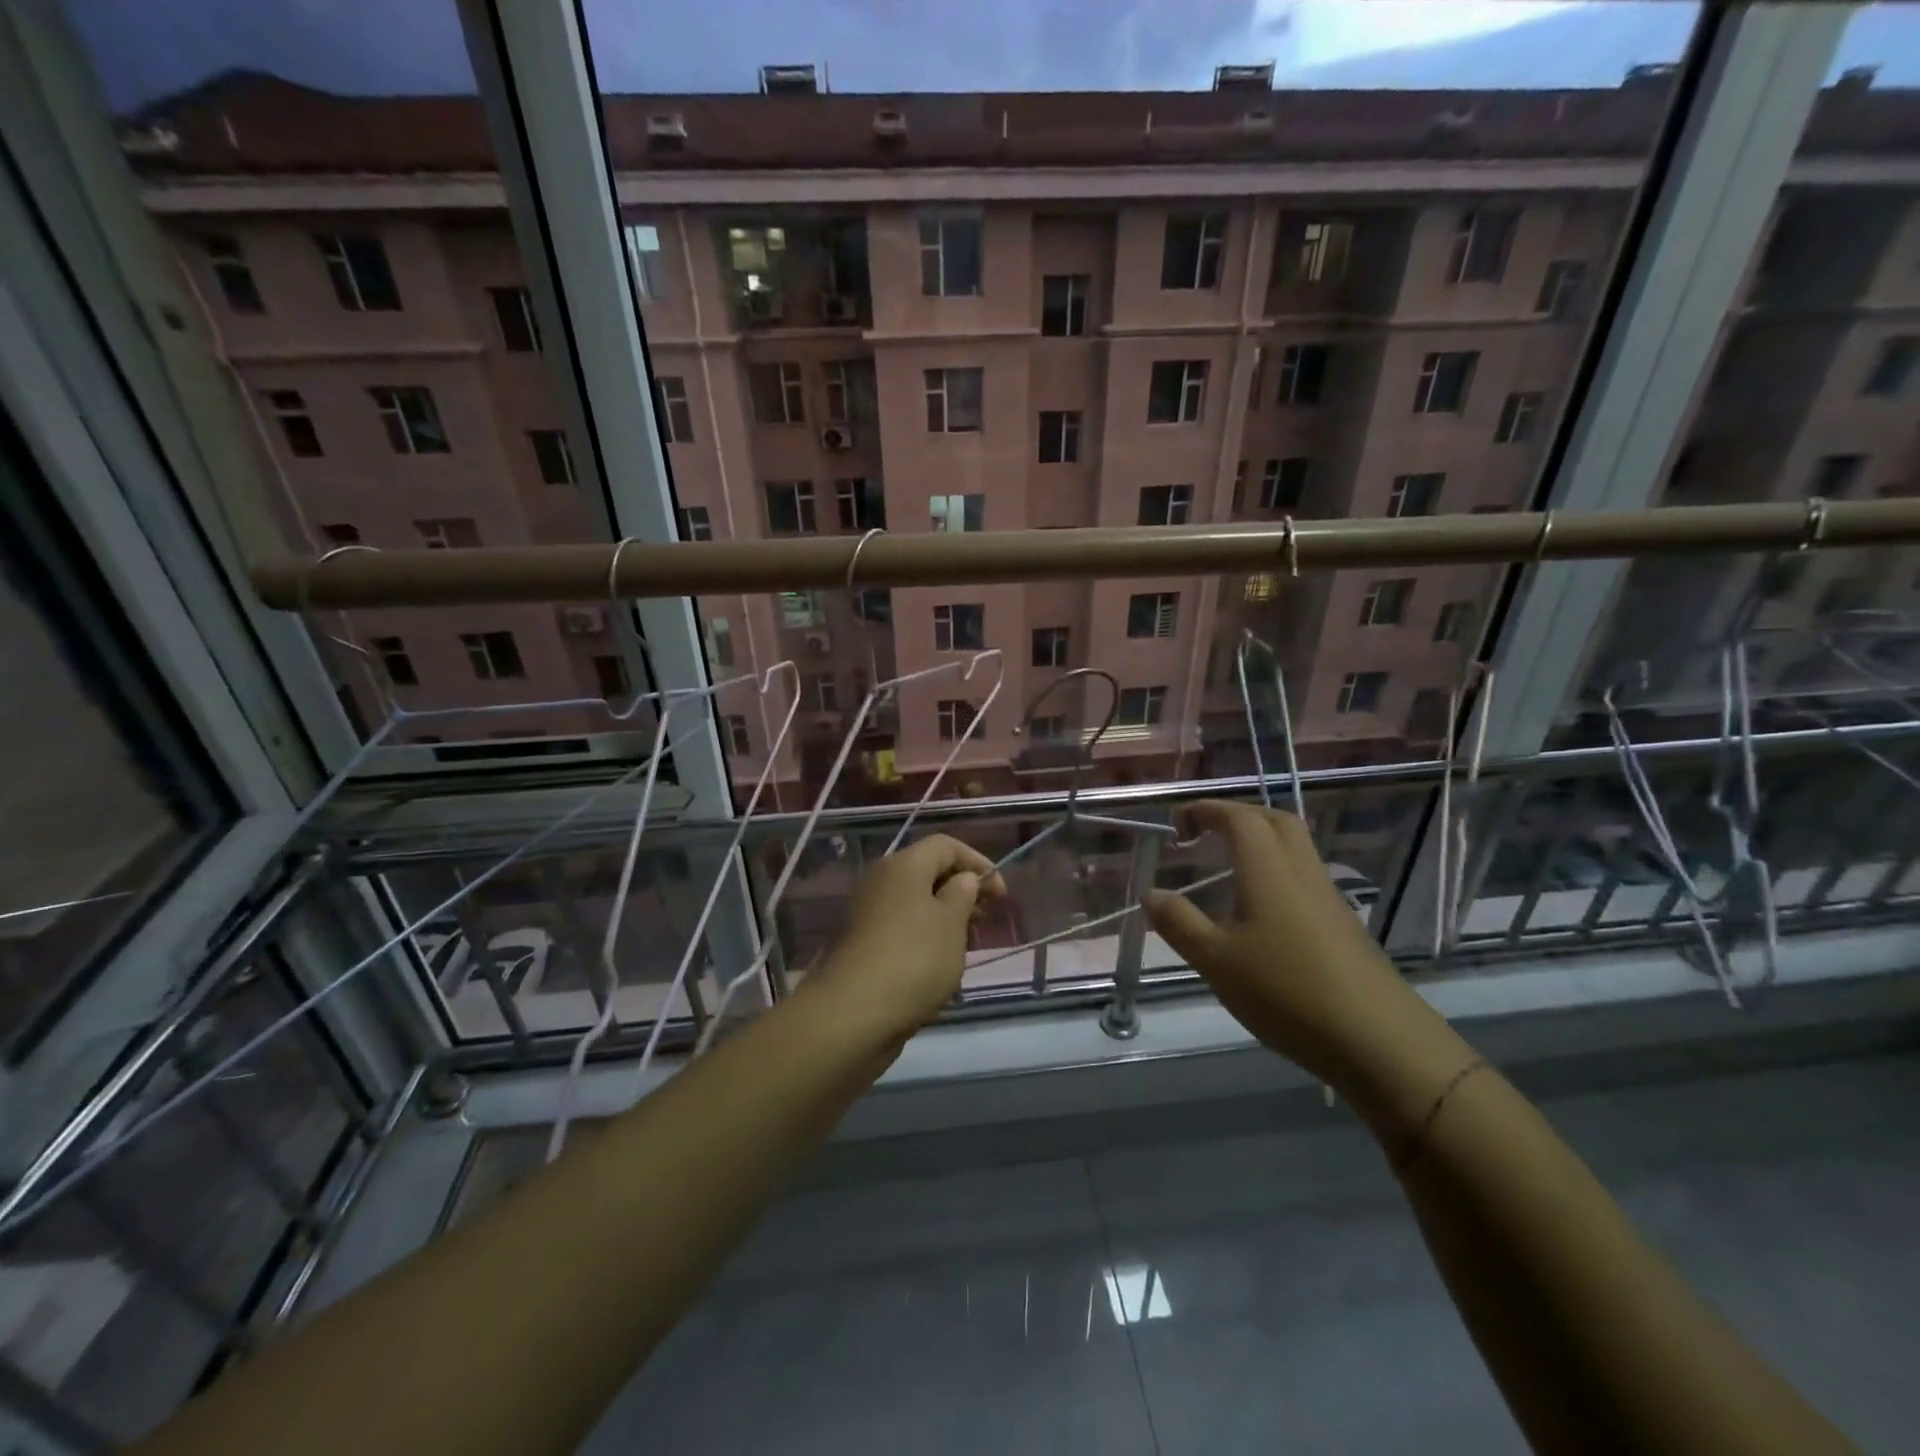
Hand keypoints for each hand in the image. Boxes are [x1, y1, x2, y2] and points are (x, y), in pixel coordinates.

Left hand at [810, 834, 1005, 1040]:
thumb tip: (962, 879)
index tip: (1001, 894)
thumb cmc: (914, 960)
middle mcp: (879, 879)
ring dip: (941, 915)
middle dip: (959, 889)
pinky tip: (935, 963)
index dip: (977, 862)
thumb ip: (963, 894)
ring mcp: (865, 911)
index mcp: (903, 865)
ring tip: (964, 942)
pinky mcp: (858, 942)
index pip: (946, 845)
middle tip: (984, 917)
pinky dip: (921, 934)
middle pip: (926, 871)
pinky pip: (898, 925)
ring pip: (912, 901)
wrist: (852, 1013)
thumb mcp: (951, 924)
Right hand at [1145, 800, 1431, 1088]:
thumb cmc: (1286, 991)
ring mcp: (1328, 897)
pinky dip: (1276, 872)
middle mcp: (1301, 871)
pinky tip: (1261, 912)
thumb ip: (1179, 923)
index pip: (1238, 817)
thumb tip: (1151, 893)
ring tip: (1227, 869)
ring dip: (1260, 842)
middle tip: (1205, 834)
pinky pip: (1305, 877)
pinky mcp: (1343, 924)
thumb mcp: (1216, 961)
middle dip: (1236, 817)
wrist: (1379, 1039)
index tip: (1177, 823)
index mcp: (1268, 869)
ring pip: (1295, 848)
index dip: (1206, 810)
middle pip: (1274, 821)